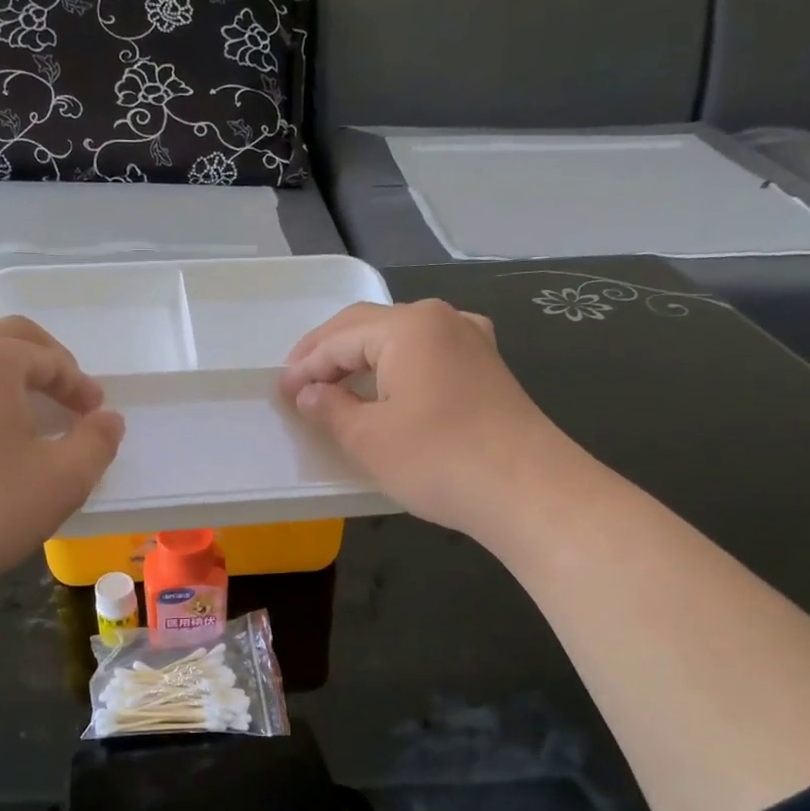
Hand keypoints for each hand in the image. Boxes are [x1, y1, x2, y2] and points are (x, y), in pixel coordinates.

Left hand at [0, 316, 124, 604]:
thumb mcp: (62, 481)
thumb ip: (97, 442)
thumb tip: (107, 420)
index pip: (50, 358)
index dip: (80, 385)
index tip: (95, 416)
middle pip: (7, 335)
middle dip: (45, 359)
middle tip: (68, 395)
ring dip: (2, 363)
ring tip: (20, 398)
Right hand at [280, 299, 582, 541]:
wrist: (529, 491)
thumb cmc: (438, 460)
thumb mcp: (367, 439)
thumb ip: (328, 408)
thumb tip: (308, 393)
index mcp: (408, 326)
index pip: (339, 339)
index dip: (305, 366)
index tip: (280, 393)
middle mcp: (441, 319)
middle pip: (369, 327)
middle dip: (328, 353)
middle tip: (297, 381)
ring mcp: (471, 340)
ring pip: (399, 338)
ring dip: (362, 358)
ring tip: (334, 385)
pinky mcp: (487, 367)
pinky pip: (427, 353)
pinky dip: (396, 367)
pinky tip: (388, 386)